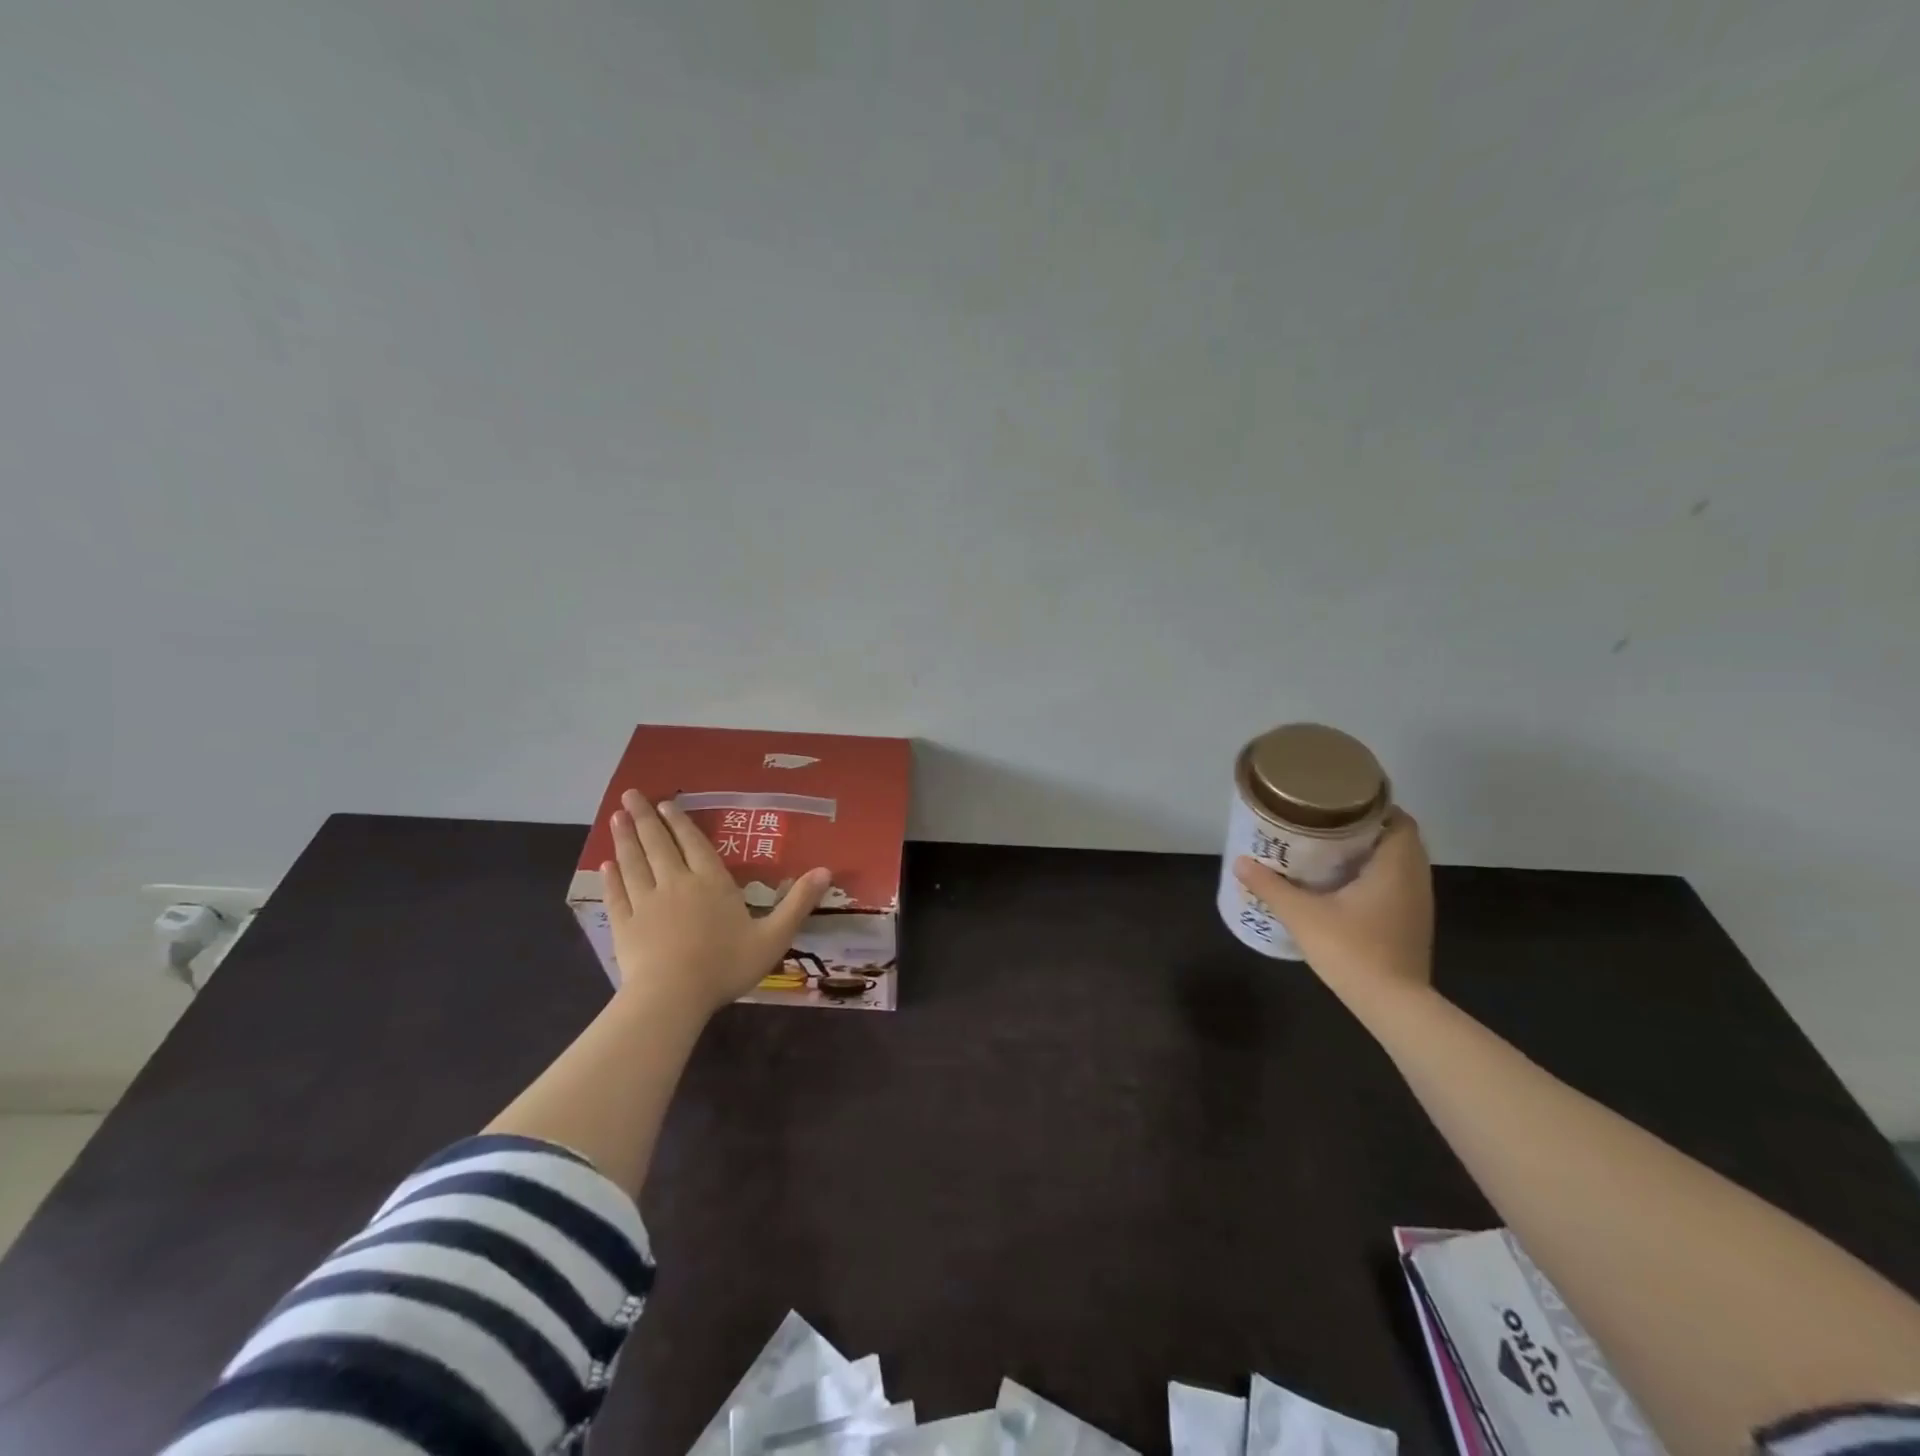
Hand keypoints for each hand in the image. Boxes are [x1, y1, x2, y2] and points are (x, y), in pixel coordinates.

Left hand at [602, 790, 830, 1018]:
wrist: (672, 997)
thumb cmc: (725, 965)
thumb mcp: (774, 937)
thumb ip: (798, 903)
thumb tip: (825, 870)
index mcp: (711, 882)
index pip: (694, 844)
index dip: (680, 822)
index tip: (665, 803)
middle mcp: (676, 883)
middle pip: (658, 844)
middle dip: (645, 818)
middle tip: (630, 795)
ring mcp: (645, 903)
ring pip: (634, 863)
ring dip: (625, 839)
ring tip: (616, 818)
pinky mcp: (624, 925)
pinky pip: (617, 894)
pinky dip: (611, 878)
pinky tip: (605, 866)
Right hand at [1233, 810, 1434, 1002]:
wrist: (1393, 1005)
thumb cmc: (1352, 950)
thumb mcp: (1303, 915)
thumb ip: (1271, 886)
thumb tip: (1240, 862)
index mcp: (1395, 865)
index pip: (1398, 819)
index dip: (1372, 807)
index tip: (1338, 804)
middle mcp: (1415, 878)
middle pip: (1398, 838)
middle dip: (1364, 828)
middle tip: (1325, 825)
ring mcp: (1418, 903)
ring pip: (1399, 863)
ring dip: (1370, 853)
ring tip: (1329, 851)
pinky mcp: (1412, 923)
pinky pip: (1397, 884)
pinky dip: (1375, 876)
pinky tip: (1343, 885)